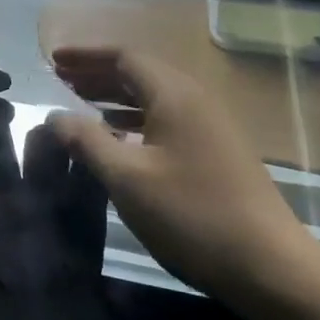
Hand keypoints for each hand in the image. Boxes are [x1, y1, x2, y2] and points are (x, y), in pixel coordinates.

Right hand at [48, 47, 319, 308]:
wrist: (266, 263)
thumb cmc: (190, 214)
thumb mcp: (127, 177)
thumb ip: (86, 141)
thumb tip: (55, 116)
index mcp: (175, 96)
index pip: (125, 57)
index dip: (86, 55)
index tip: (53, 60)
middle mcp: (195, 101)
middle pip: (140, 73)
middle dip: (98, 73)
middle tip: (60, 79)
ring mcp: (209, 127)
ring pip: (153, 98)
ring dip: (115, 97)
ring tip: (80, 103)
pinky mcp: (214, 153)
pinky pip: (165, 120)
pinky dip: (134, 120)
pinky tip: (116, 138)